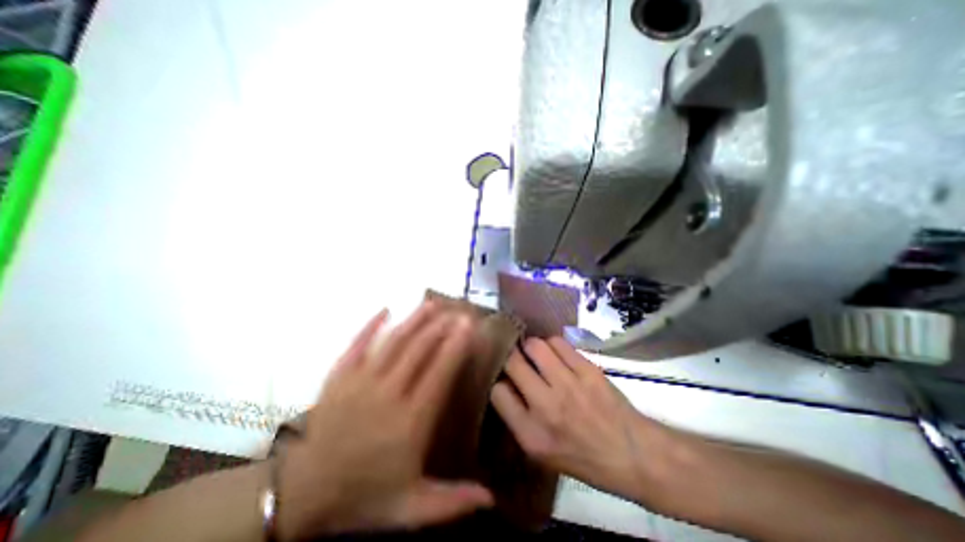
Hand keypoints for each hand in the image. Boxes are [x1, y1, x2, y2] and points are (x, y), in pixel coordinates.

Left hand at [275, 300, 492, 536]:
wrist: (303, 494)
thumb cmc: (364, 495)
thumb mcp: (410, 508)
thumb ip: (452, 501)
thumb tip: (492, 498)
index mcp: (409, 422)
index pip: (439, 374)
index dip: (456, 347)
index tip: (469, 328)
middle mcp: (388, 394)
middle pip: (419, 351)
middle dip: (441, 327)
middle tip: (458, 310)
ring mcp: (360, 381)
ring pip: (393, 342)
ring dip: (414, 320)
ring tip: (431, 304)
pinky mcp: (339, 376)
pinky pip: (357, 344)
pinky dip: (372, 325)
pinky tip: (385, 309)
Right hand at [492, 340, 659, 500]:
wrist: (632, 453)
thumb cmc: (583, 458)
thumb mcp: (542, 453)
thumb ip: (518, 419)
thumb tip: (505, 383)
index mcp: (531, 434)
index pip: (497, 391)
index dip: (498, 381)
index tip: (505, 379)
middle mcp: (546, 406)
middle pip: (512, 362)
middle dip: (509, 355)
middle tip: (514, 356)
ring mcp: (568, 385)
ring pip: (535, 345)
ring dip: (530, 346)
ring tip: (535, 353)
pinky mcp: (587, 369)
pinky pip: (558, 342)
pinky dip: (551, 344)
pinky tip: (555, 352)